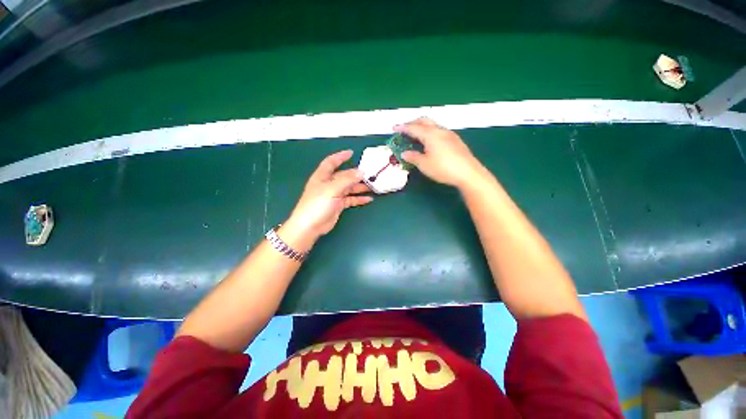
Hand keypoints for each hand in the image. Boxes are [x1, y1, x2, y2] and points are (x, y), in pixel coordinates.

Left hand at [284, 150, 372, 245]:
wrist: (310, 226)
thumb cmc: (317, 204)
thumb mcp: (332, 189)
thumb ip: (347, 180)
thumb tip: (361, 172)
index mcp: (322, 176)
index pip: (331, 162)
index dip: (340, 157)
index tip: (351, 153)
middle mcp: (328, 184)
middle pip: (344, 176)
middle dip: (356, 175)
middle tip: (370, 174)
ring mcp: (334, 195)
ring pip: (349, 188)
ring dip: (360, 187)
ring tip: (373, 186)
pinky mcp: (338, 205)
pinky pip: (350, 199)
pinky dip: (358, 199)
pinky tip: (368, 199)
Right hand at [395, 118, 484, 188]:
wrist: (468, 173)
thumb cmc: (443, 168)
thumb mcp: (424, 165)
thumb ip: (413, 157)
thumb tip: (404, 153)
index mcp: (430, 134)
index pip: (413, 128)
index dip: (402, 127)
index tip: (394, 128)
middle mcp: (440, 130)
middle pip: (424, 121)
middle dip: (413, 123)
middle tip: (404, 129)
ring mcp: (449, 134)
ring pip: (433, 125)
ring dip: (422, 127)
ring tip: (416, 135)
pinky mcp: (455, 140)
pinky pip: (439, 131)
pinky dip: (430, 132)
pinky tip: (430, 141)